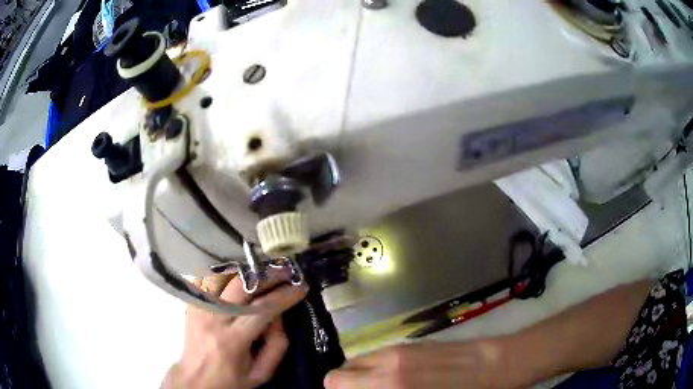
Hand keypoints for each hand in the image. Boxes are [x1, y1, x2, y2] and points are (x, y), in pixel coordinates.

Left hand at [163, 269, 307, 388]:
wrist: (196, 379)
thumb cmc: (232, 379)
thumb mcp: (261, 373)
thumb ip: (276, 344)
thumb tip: (279, 314)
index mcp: (232, 340)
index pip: (261, 309)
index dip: (284, 296)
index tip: (301, 287)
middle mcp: (213, 319)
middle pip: (241, 285)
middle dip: (268, 275)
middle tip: (286, 272)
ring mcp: (199, 307)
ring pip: (222, 275)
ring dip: (246, 271)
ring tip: (264, 271)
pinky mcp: (191, 303)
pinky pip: (207, 277)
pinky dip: (224, 273)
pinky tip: (238, 275)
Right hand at [324, 340, 516, 388]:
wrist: (495, 366)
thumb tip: (363, 388)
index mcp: (388, 381)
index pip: (335, 383)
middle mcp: (386, 362)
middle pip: (340, 372)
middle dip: (343, 387)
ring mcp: (398, 350)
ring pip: (358, 363)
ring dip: (358, 379)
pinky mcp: (410, 345)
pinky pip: (376, 357)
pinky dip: (373, 371)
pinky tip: (392, 381)